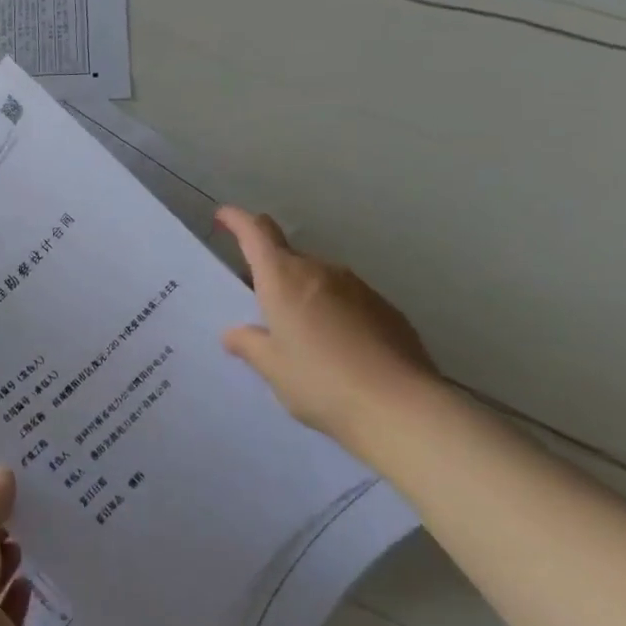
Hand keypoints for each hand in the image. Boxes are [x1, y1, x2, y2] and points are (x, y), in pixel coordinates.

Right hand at [216, 206, 439, 449]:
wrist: (401, 408)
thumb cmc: (320, 382)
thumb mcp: (272, 367)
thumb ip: (248, 344)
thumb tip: (234, 333)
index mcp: (283, 279)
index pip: (256, 233)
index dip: (237, 220)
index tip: (223, 217)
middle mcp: (320, 272)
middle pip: (287, 258)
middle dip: (270, 273)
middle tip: (259, 307)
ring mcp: (358, 288)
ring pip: (318, 279)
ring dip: (303, 295)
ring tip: (299, 335)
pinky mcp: (386, 309)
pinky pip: (347, 300)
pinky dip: (333, 312)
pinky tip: (337, 349)